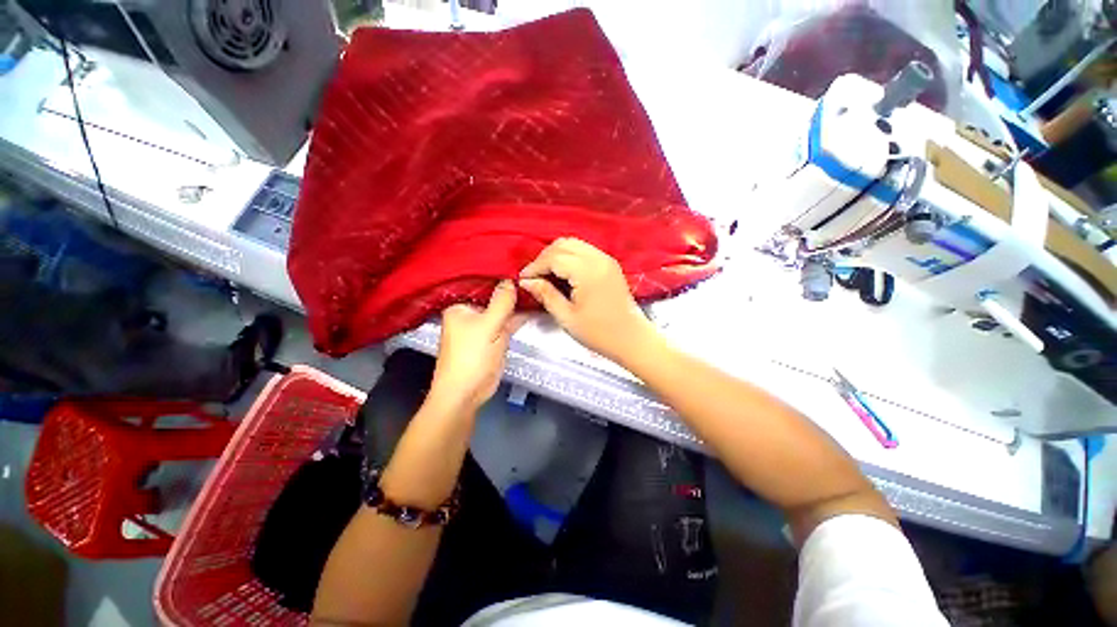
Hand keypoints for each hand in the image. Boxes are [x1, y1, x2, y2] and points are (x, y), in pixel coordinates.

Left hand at [431, 280, 524, 411]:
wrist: (466, 392)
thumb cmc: (471, 357)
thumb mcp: (488, 326)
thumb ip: (502, 301)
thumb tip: (512, 279)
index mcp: (460, 304)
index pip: (480, 282)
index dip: (499, 273)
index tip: (519, 263)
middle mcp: (471, 311)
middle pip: (493, 294)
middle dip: (511, 286)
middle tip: (532, 273)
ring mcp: (484, 324)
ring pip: (502, 308)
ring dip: (517, 301)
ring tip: (537, 285)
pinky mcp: (494, 336)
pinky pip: (508, 320)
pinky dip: (519, 315)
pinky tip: (534, 306)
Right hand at [519, 238, 655, 362]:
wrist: (631, 338)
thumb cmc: (598, 333)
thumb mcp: (566, 317)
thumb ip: (546, 294)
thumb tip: (526, 281)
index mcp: (587, 271)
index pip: (554, 258)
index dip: (535, 266)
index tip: (523, 279)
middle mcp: (598, 258)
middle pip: (563, 244)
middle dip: (544, 258)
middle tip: (533, 277)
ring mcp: (606, 259)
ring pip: (574, 244)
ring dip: (557, 255)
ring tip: (546, 274)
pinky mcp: (610, 264)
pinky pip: (585, 250)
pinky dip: (570, 256)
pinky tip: (563, 272)